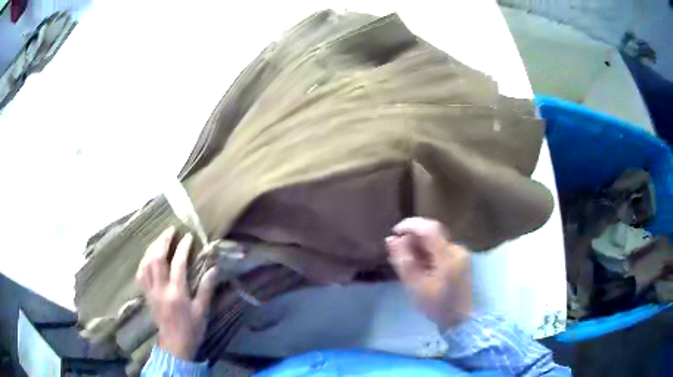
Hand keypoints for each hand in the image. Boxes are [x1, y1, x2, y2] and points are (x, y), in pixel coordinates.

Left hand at [136, 226, 217, 359]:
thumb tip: (214, 268)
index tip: (188, 236)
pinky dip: (144, 260)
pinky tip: (149, 256)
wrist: (174, 345)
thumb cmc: (191, 329)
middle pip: (157, 258)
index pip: (178, 263)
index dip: (183, 247)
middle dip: (163, 241)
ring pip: (146, 263)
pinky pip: (140, 273)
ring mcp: (150, 291)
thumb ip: (206, 289)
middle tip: (170, 230)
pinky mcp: (146, 295)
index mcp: (176, 293)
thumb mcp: (202, 311)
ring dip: (152, 247)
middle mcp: (160, 289)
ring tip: (160, 239)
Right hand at [386, 217, 471, 329]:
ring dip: (419, 246)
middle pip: (432, 233)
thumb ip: (403, 260)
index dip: (410, 225)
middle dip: (412, 238)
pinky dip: (427, 252)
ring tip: (407, 262)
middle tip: (397, 253)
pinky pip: (440, 248)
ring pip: (435, 240)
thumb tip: (390, 239)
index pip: (429, 229)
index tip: (394, 232)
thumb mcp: (415, 285)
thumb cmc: (436, 305)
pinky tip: (420, 266)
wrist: (459, 319)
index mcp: (448, 256)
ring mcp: (461, 253)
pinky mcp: (461, 259)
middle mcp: (457, 249)